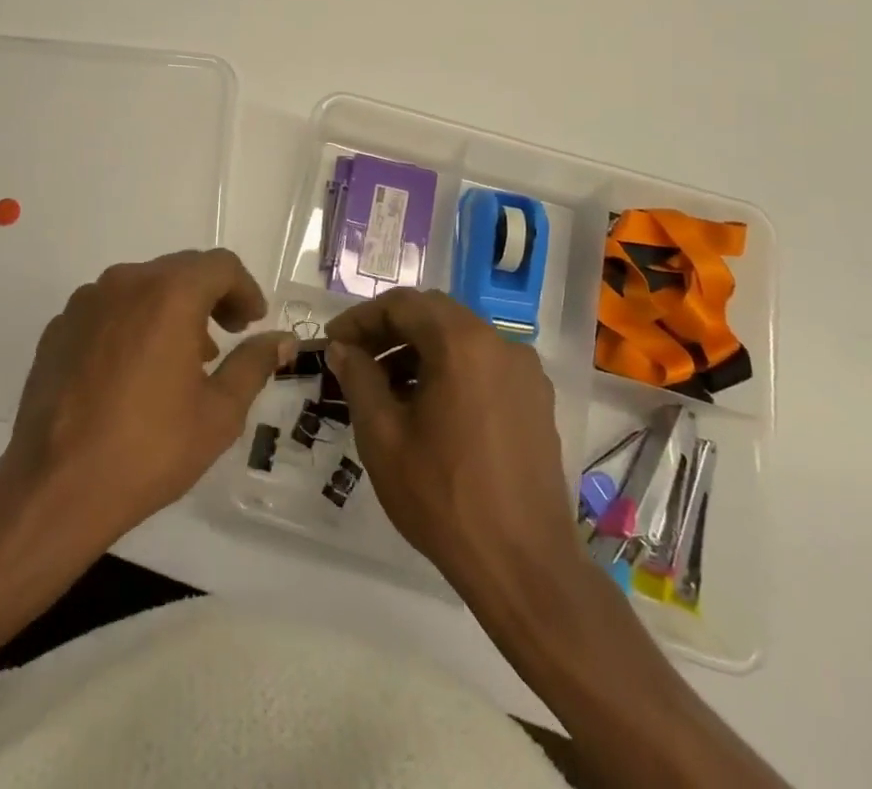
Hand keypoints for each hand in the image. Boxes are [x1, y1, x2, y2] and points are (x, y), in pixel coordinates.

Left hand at [3, 249, 293, 545]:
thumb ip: (254, 364)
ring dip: (170, 310)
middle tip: (227, 338)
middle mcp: (125, 282)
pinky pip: (108, 309)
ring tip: (181, 359)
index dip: (245, 289)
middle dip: (210, 297)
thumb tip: (282, 340)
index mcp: (169, 293)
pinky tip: (133, 372)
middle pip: (180, 270)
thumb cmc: (148, 449)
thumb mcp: (219, 413)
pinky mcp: (59, 327)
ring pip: (142, 287)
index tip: (252, 323)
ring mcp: (86, 302)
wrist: (54, 488)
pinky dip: (132, 324)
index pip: (220, 265)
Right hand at [326, 288, 582, 608]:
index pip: (402, 304)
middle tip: (356, 358)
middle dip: (390, 330)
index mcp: (462, 343)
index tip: (334, 341)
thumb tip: (343, 349)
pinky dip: (450, 370)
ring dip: (420, 351)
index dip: (361, 318)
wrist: (524, 567)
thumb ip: (358, 379)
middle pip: (434, 315)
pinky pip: (484, 365)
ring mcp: (525, 372)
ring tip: (386, 388)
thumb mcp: (382, 436)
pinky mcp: (537, 401)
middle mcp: (500, 343)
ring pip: (460, 339)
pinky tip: (429, 408)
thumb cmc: (443, 497)